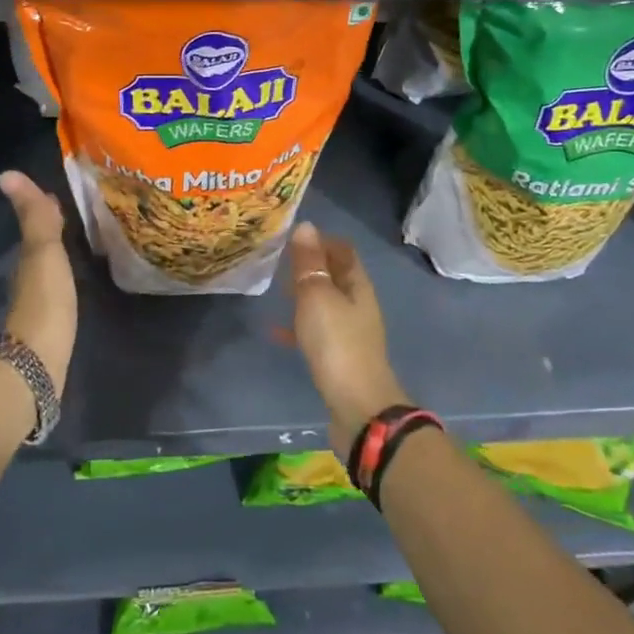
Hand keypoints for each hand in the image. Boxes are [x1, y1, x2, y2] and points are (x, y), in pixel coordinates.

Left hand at [0, 170, 77, 394]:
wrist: (37, 365)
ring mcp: (39, 305)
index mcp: (29, 259)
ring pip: (48, 269)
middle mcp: (30, 278)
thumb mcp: (42, 253)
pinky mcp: (51, 328)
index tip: (58, 192)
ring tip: (80, 242)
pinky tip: (74, 282)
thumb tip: (7, 173)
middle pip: (41, 246)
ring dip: (59, 254)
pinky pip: (57, 291)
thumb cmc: (44, 303)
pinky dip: (63, 278)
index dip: (45, 207)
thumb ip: (33, 217)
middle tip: (75, 214)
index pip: (37, 225)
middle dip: (53, 229)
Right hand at [287, 221, 406, 455]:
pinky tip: (276, 331)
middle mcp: (358, 304)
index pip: (343, 250)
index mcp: (357, 285)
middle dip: (310, 266)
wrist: (358, 407)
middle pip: (335, 276)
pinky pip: (316, 332)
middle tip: (279, 260)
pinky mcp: (339, 357)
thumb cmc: (337, 343)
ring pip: (325, 303)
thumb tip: (306, 226)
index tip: (293, 235)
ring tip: (276, 289)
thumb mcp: (317, 297)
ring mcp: (350, 332)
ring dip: (304, 294)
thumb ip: (309, 263)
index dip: (321, 239)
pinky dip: (298, 326)